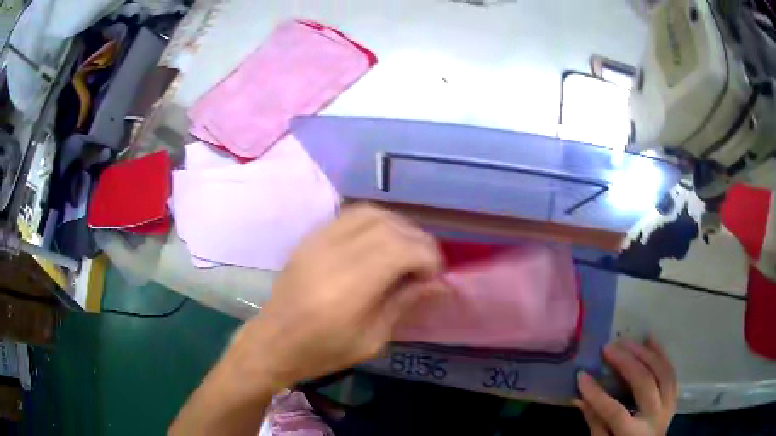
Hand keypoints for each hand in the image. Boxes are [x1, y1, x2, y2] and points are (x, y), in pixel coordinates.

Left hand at [227, 204, 446, 389]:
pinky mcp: (310, 238)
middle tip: (426, 264)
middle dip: (418, 241)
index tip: (435, 276)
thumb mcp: (371, 340)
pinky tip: (381, 241)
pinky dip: (375, 222)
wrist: (273, 342)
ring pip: (371, 213)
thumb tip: (437, 283)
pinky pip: (350, 215)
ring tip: (407, 250)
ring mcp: (318, 241)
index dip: (428, 257)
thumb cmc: (322, 352)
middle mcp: (333, 254)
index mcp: (349, 288)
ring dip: (398, 227)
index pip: (401, 249)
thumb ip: (404, 303)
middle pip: (389, 227)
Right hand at [575, 338, 676, 435]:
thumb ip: (595, 423)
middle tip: (608, 348)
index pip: (614, 411)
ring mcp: (667, 404)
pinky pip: (670, 371)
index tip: (581, 375)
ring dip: (644, 353)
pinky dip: (661, 353)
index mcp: (634, 433)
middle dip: (625, 363)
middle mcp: (655, 416)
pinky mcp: (672, 397)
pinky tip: (651, 339)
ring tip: (628, 341)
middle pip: (644, 383)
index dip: (597, 393)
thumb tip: (579, 398)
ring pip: (661, 371)